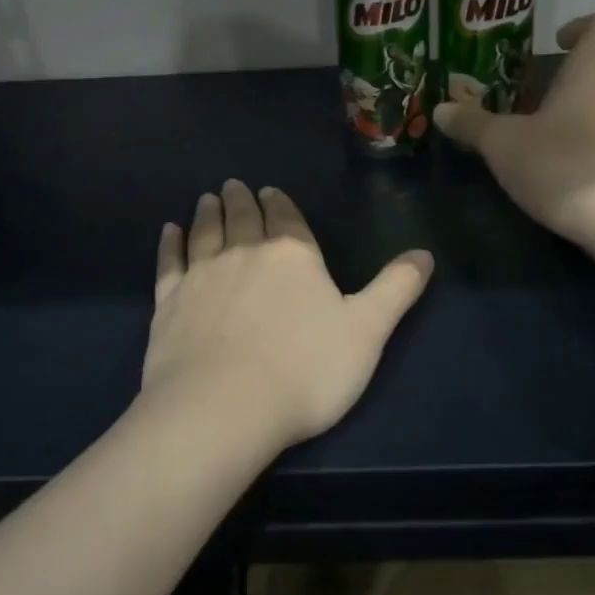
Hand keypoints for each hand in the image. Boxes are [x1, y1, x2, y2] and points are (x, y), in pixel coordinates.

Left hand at [141, 179, 433, 450]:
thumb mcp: (367, 331)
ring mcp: (202, 276)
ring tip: (207, 198)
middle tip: (234, 185)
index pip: (286, 218)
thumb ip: (396, 289)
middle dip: (241, 200)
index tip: (268, 190)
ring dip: (207, 213)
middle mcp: (245, 254)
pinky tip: (169, 232)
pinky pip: (169, 263)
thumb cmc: (306, 370)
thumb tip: (426, 253)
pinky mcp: (168, 303)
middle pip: (243, 218)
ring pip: (205, 233)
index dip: (279, 203)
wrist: (224, 408)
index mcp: (293, 256)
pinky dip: (170, 244)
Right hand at [433, 11, 594, 237]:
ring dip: (581, 101)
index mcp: (592, 68)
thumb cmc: (559, 162)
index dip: (580, 26)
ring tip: (542, 122)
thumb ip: (471, 123)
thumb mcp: (502, 143)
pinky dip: (589, 132)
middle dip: (574, 68)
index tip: (554, 43)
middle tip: (538, 85)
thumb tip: (440, 110)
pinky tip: (558, 155)